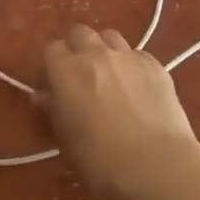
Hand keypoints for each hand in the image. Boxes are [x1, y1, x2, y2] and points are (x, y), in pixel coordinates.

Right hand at [36, 25, 199, 199]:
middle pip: (80, 33)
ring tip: (110, 76)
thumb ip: (54, 110)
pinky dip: (132, 65)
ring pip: (110, 37)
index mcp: (67, 71)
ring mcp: (128, 56)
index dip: (50, 67)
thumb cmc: (100, 161)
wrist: (156, 166)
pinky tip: (138, 88)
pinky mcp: (155, 65)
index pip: (51, 49)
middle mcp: (96, 54)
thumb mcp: (65, 140)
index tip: (53, 88)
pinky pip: (137, 55)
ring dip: (104, 51)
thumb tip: (44, 96)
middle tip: (80, 77)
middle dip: (76, 49)